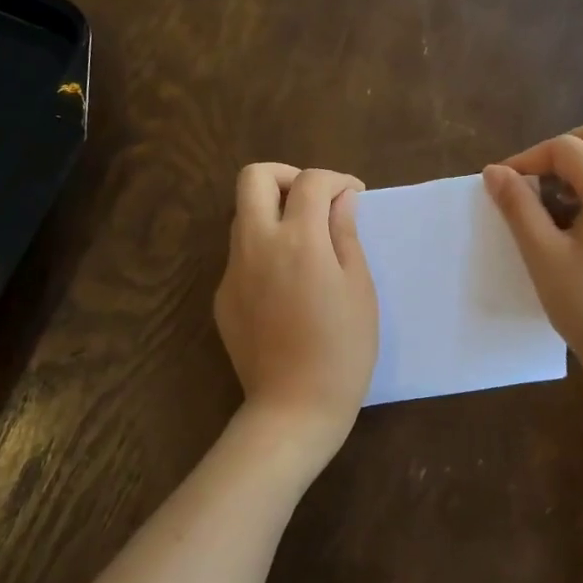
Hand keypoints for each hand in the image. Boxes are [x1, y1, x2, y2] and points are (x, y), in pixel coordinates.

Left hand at [214, 163, 378, 456]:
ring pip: (243, 215)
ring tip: (305, 242)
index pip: (311, 182)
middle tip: (315, 201)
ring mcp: (233, 271)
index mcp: (298, 241)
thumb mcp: (359, 288)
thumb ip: (346, 234)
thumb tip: (342, 199)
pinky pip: (241, 254)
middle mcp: (256, 245)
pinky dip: (264, 249)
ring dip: (273, 212)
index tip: (354, 196)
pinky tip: (287, 284)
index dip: (337, 180)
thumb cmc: (342, 350)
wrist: (294, 407)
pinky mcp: (222, 296)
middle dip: (288, 176)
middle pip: (254, 178)